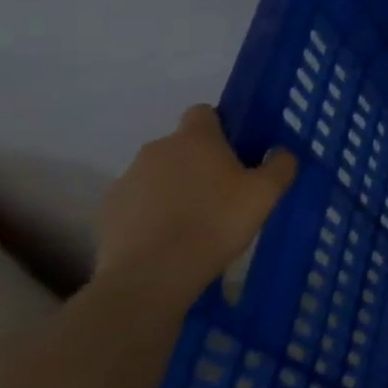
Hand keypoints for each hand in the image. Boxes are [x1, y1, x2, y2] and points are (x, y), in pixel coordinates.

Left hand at [96, 106, 297, 305]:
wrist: (152, 274)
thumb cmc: (217, 222)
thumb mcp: (267, 193)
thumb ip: (280, 165)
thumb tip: (280, 152)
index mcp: (195, 139)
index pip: (204, 112)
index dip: (222, 127)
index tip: (238, 151)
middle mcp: (156, 150)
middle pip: (182, 145)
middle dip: (200, 161)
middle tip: (225, 191)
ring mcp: (126, 180)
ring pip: (159, 174)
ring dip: (175, 186)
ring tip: (196, 219)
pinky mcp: (107, 211)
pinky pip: (138, 201)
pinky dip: (152, 212)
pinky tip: (169, 237)